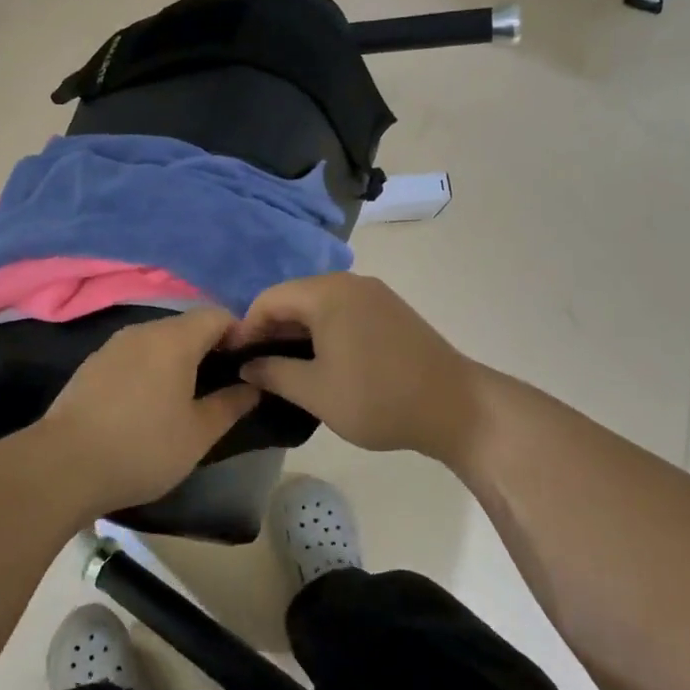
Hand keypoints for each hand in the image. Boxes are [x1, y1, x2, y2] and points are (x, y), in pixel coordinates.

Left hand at [39, 307, 260, 515]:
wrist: (63, 466)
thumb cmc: (143, 447)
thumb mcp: (198, 434)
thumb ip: (230, 404)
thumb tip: (253, 386)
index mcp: (174, 339)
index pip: (217, 315)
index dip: (239, 335)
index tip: (247, 366)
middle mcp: (143, 331)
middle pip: (186, 325)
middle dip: (208, 347)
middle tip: (221, 385)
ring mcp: (112, 346)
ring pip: (157, 339)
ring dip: (176, 359)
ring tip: (185, 397)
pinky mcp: (92, 365)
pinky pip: (133, 355)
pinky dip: (149, 368)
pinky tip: (146, 403)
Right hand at [231, 273, 480, 462]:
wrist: (455, 406)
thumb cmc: (377, 397)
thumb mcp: (315, 391)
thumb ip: (273, 373)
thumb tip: (247, 365)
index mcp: (327, 293)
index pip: (270, 299)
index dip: (246, 327)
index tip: (234, 359)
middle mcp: (350, 282)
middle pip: (296, 297)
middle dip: (271, 329)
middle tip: (256, 366)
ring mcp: (375, 294)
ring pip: (320, 305)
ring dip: (298, 332)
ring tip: (285, 367)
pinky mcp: (391, 311)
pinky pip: (344, 312)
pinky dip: (324, 331)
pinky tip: (322, 361)